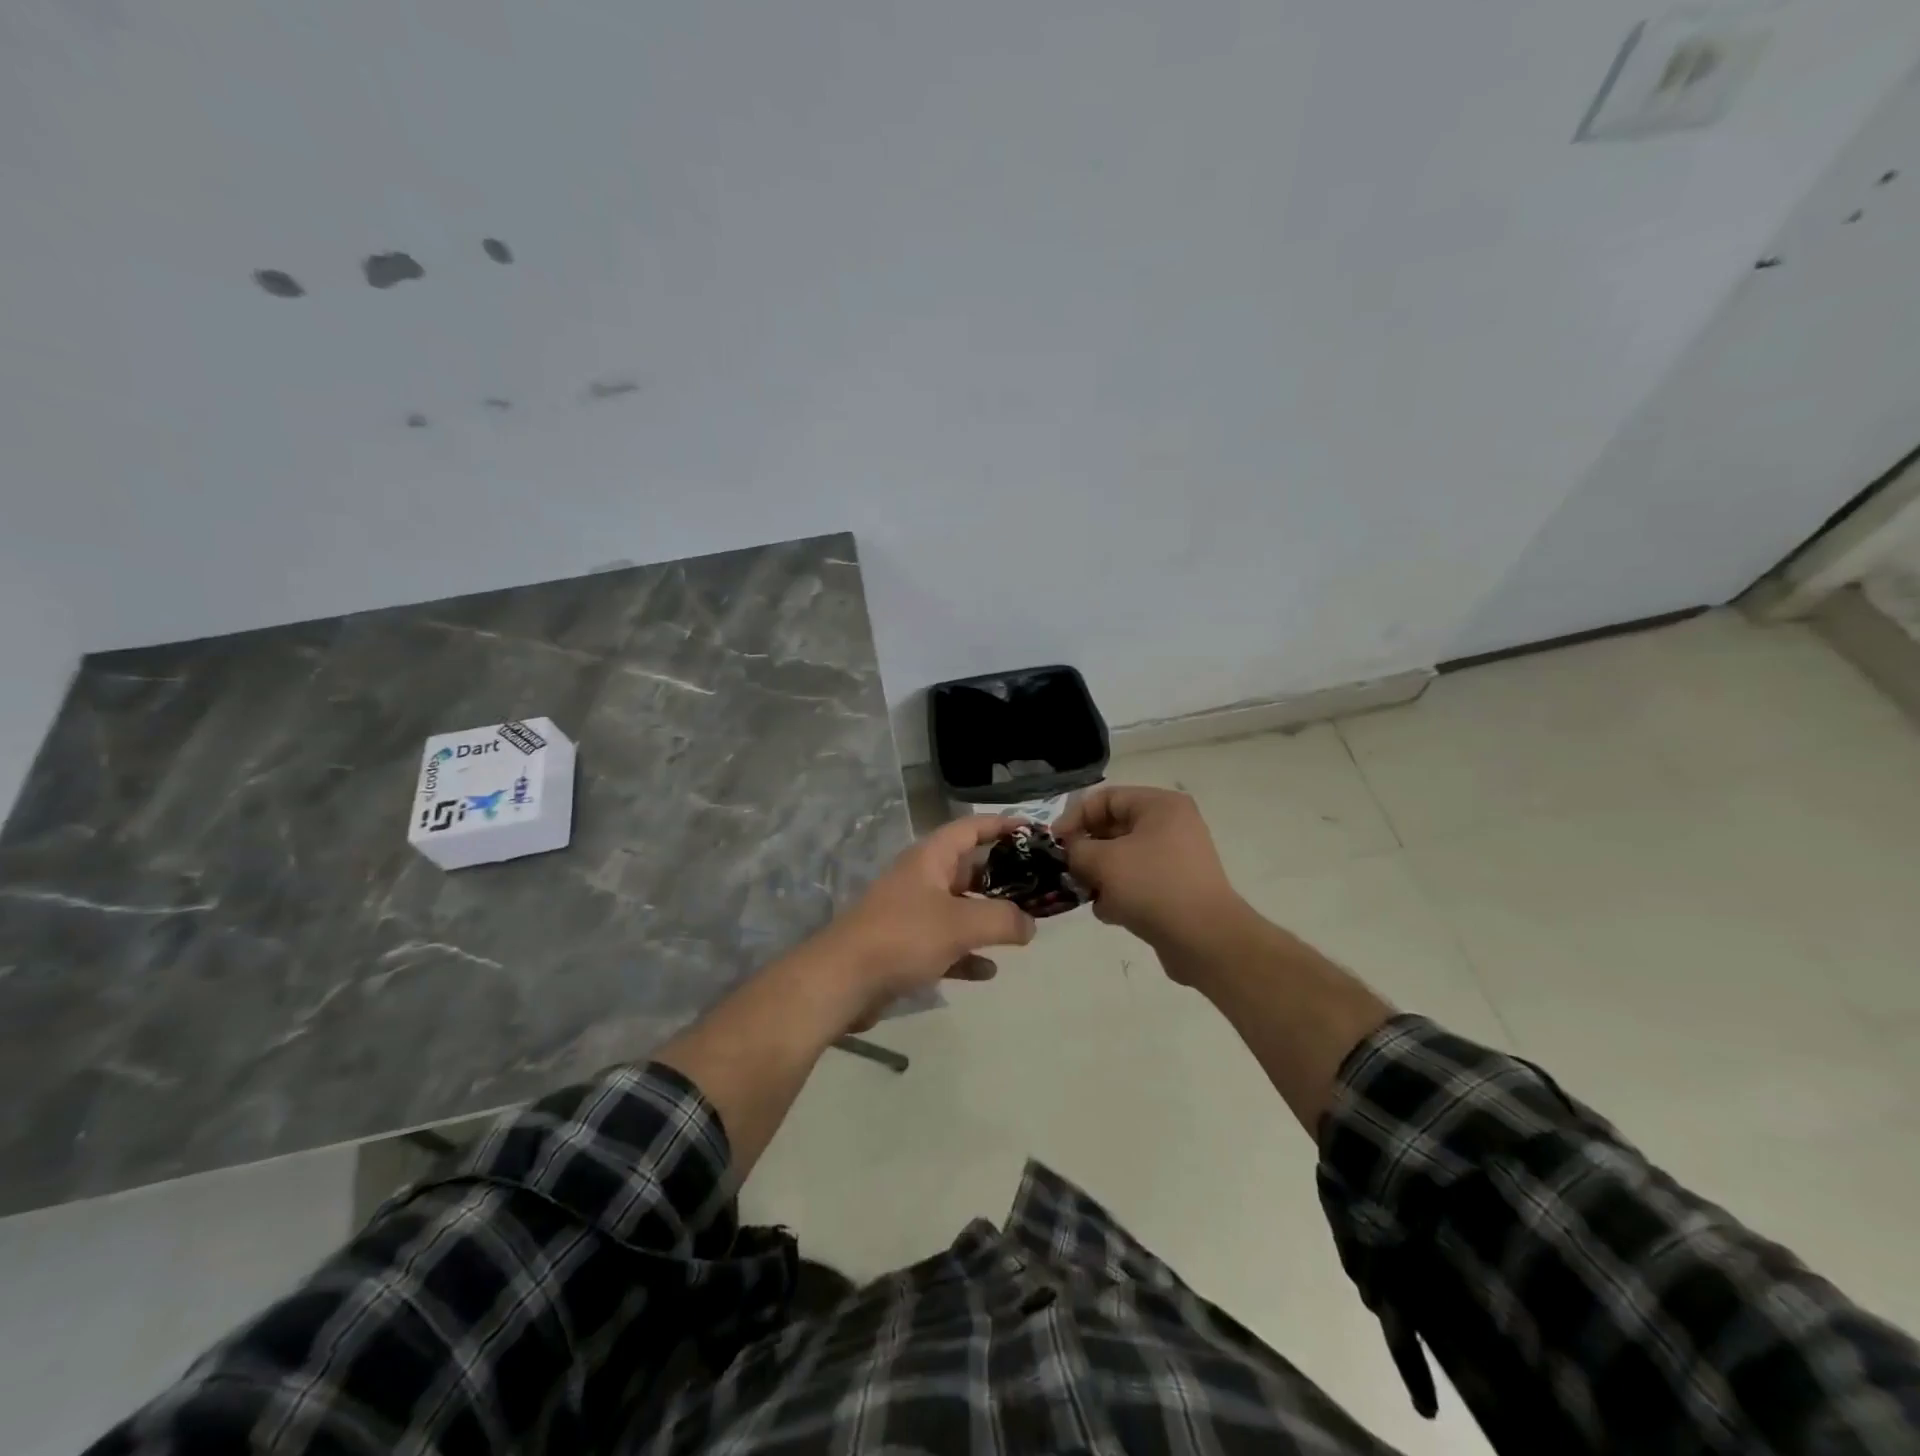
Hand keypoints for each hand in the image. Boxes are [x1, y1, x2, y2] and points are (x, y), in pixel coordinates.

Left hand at [813, 815, 1036, 1023]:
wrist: (843, 981)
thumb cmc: (904, 936)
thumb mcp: (962, 923)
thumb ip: (1003, 920)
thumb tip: (1030, 924)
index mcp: (930, 858)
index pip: (971, 828)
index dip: (1002, 825)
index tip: (1034, 832)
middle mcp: (921, 878)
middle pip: (968, 868)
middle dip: (1003, 877)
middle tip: (1038, 887)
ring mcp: (912, 913)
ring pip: (959, 907)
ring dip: (988, 916)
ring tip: (1023, 928)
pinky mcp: (905, 947)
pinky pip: (946, 944)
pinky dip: (968, 952)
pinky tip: (989, 970)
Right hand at [1055, 786, 1246, 966]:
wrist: (1205, 940)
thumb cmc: (1153, 887)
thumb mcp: (1103, 861)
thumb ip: (1076, 849)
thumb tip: (1071, 851)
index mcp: (1160, 806)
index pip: (1106, 798)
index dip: (1075, 817)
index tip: (1054, 843)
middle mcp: (1171, 825)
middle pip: (1113, 828)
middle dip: (1087, 851)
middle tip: (1067, 870)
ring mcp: (1176, 858)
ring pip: (1122, 858)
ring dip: (1101, 876)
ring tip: (1091, 895)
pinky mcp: (1175, 888)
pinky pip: (1137, 882)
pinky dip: (1120, 894)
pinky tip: (1112, 914)